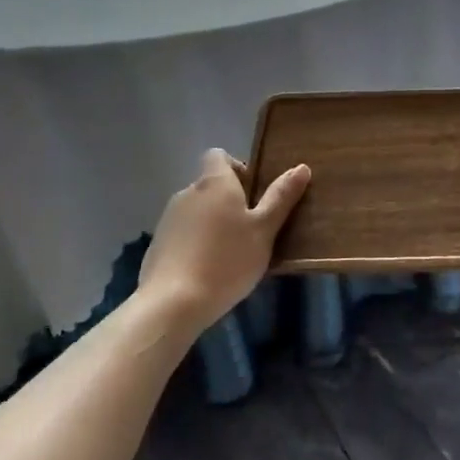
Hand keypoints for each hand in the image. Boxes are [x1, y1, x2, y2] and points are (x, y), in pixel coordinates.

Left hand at [136, 150, 309, 332]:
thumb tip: (302, 167)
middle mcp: (187, 192)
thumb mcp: (264, 230)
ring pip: (196, 210)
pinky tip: (207, 270)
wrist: (172, 304)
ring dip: (212, 222)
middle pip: (209, 185)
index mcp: (214, 182)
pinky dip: (196, 243)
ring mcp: (168, 219)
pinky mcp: (157, 245)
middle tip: (250, 229)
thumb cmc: (227, 260)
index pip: (218, 155)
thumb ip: (281, 198)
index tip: (253, 193)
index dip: (237, 168)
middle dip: (229, 200)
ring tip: (230, 254)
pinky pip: (182, 234)